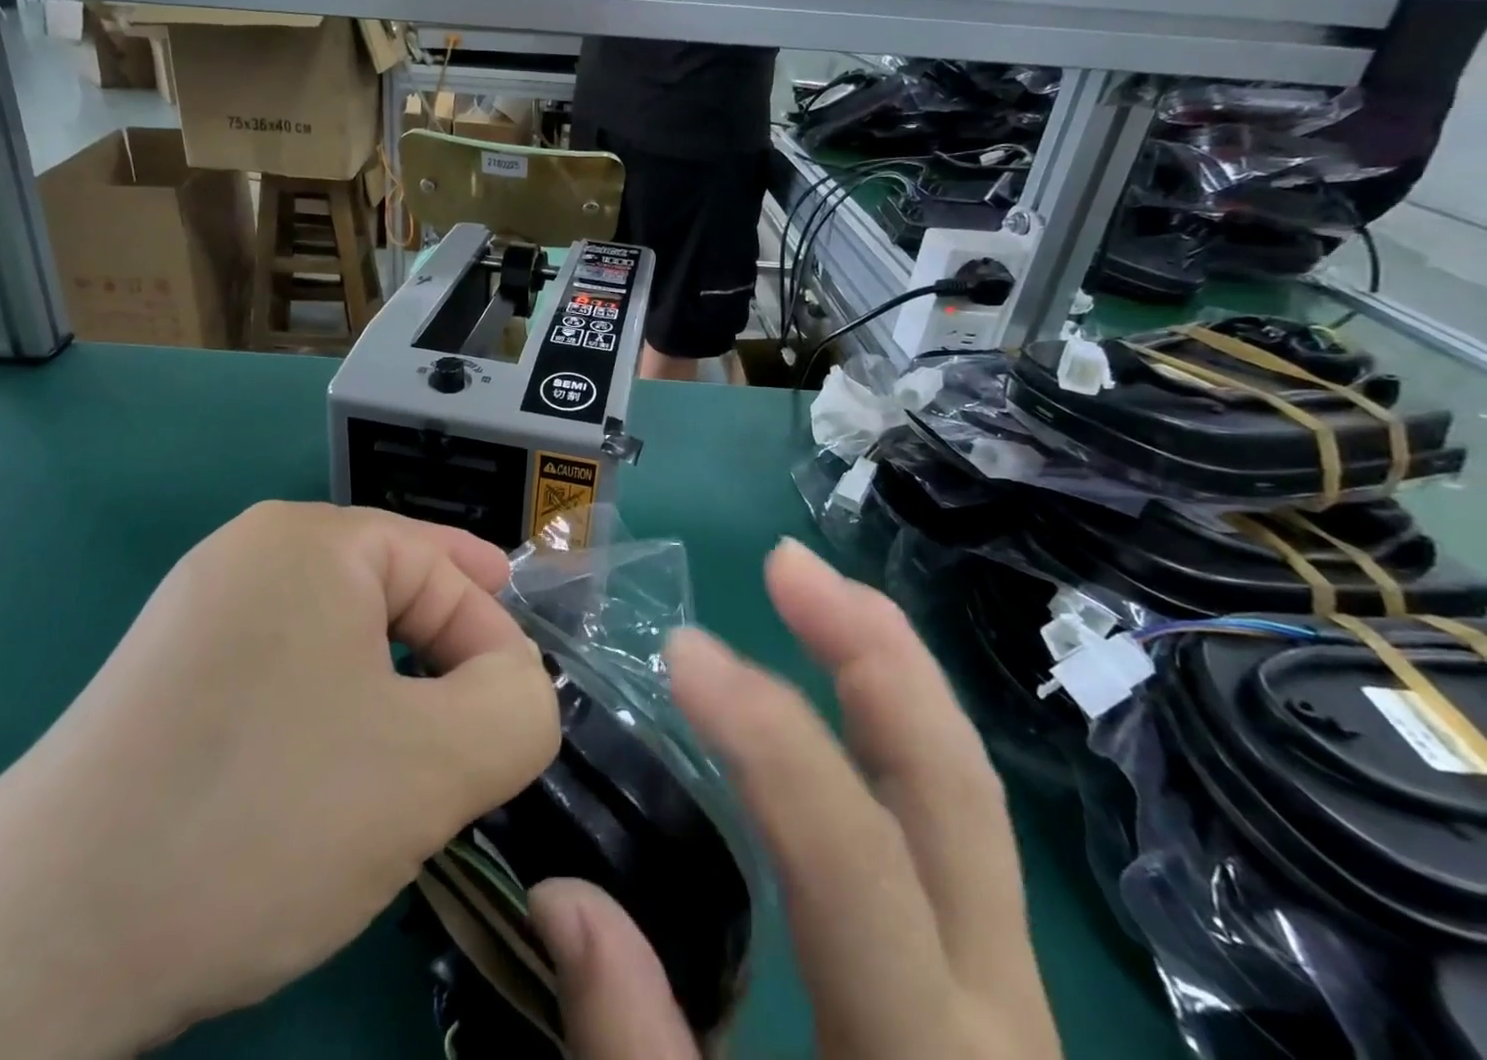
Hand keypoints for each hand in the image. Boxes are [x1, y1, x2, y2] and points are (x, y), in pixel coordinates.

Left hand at [0, 503, 559, 1059]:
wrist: (30, 946)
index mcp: (313, 539)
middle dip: (444, 669)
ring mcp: (199, 609)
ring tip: (404, 772)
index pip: (448, 570)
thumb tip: (516, 688)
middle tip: (467, 750)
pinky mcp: (168, 674)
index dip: (496, 647)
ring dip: (391, 699)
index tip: (513, 731)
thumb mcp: (436, 765)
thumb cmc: (262, 819)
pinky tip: (323, 784)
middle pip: (394, 596)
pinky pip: (288, 673)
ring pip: (343, 639)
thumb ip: (520, 707)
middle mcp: (251, 551)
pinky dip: (329, 718)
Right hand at [531, 540, 1061, 1059]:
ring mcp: (1011, 989)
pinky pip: (950, 824)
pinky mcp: (993, 984)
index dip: (766, 736)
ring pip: (967, 792)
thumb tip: (563, 895)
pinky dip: (898, 733)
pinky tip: (849, 698)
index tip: (679, 651)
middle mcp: (1001, 1009)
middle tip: (790, 565)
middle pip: (956, 790)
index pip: (850, 856)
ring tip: (824, 594)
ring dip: (893, 673)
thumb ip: (633, 1054)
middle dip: (873, 656)